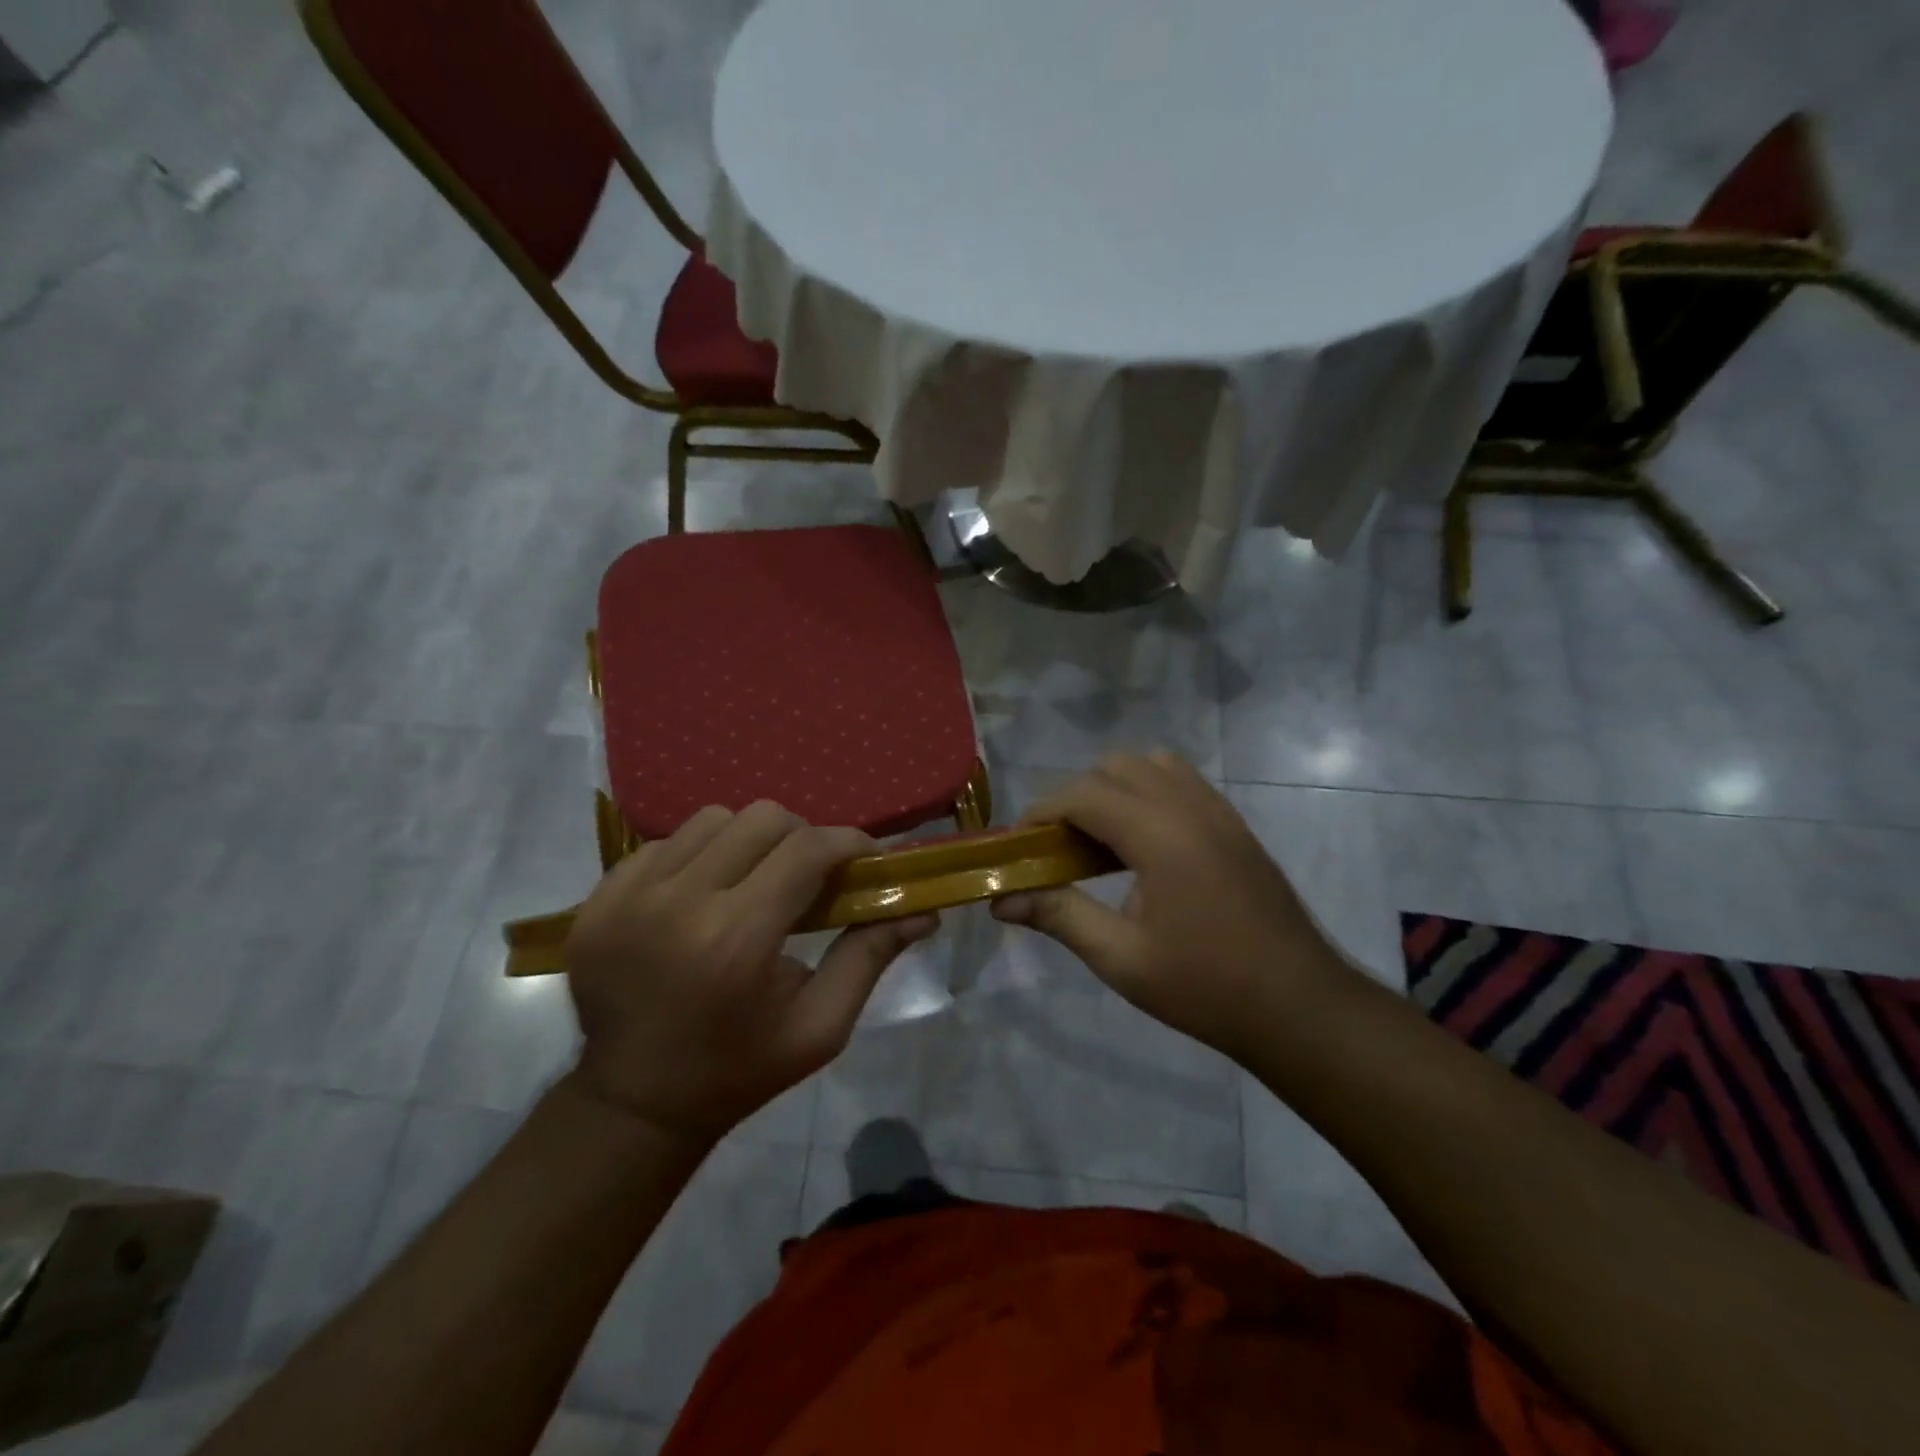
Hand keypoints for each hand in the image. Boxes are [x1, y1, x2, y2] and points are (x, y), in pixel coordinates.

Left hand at [564, 802, 936, 1142]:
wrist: (634, 1104)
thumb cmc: (740, 1069)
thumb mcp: (820, 1027)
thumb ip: (870, 956)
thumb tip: (923, 911)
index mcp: (735, 940)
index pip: (807, 850)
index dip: (849, 843)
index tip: (866, 859)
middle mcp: (677, 903)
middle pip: (762, 819)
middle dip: (801, 838)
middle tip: (809, 876)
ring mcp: (627, 896)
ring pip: (712, 820)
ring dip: (748, 842)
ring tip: (753, 883)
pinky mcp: (597, 898)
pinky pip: (665, 843)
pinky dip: (698, 857)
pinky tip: (703, 897)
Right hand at [993, 752, 1355, 1059]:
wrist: (1300, 1006)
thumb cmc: (1206, 987)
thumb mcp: (1122, 959)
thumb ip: (1059, 916)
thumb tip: (1000, 900)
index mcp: (1160, 835)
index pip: (1083, 794)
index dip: (1041, 812)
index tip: (1019, 846)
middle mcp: (1190, 807)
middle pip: (1115, 767)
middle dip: (1075, 797)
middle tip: (1059, 848)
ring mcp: (1219, 812)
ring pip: (1151, 766)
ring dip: (1114, 788)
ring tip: (1101, 842)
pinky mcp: (1235, 825)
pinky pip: (1182, 782)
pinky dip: (1148, 794)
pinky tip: (1143, 847)